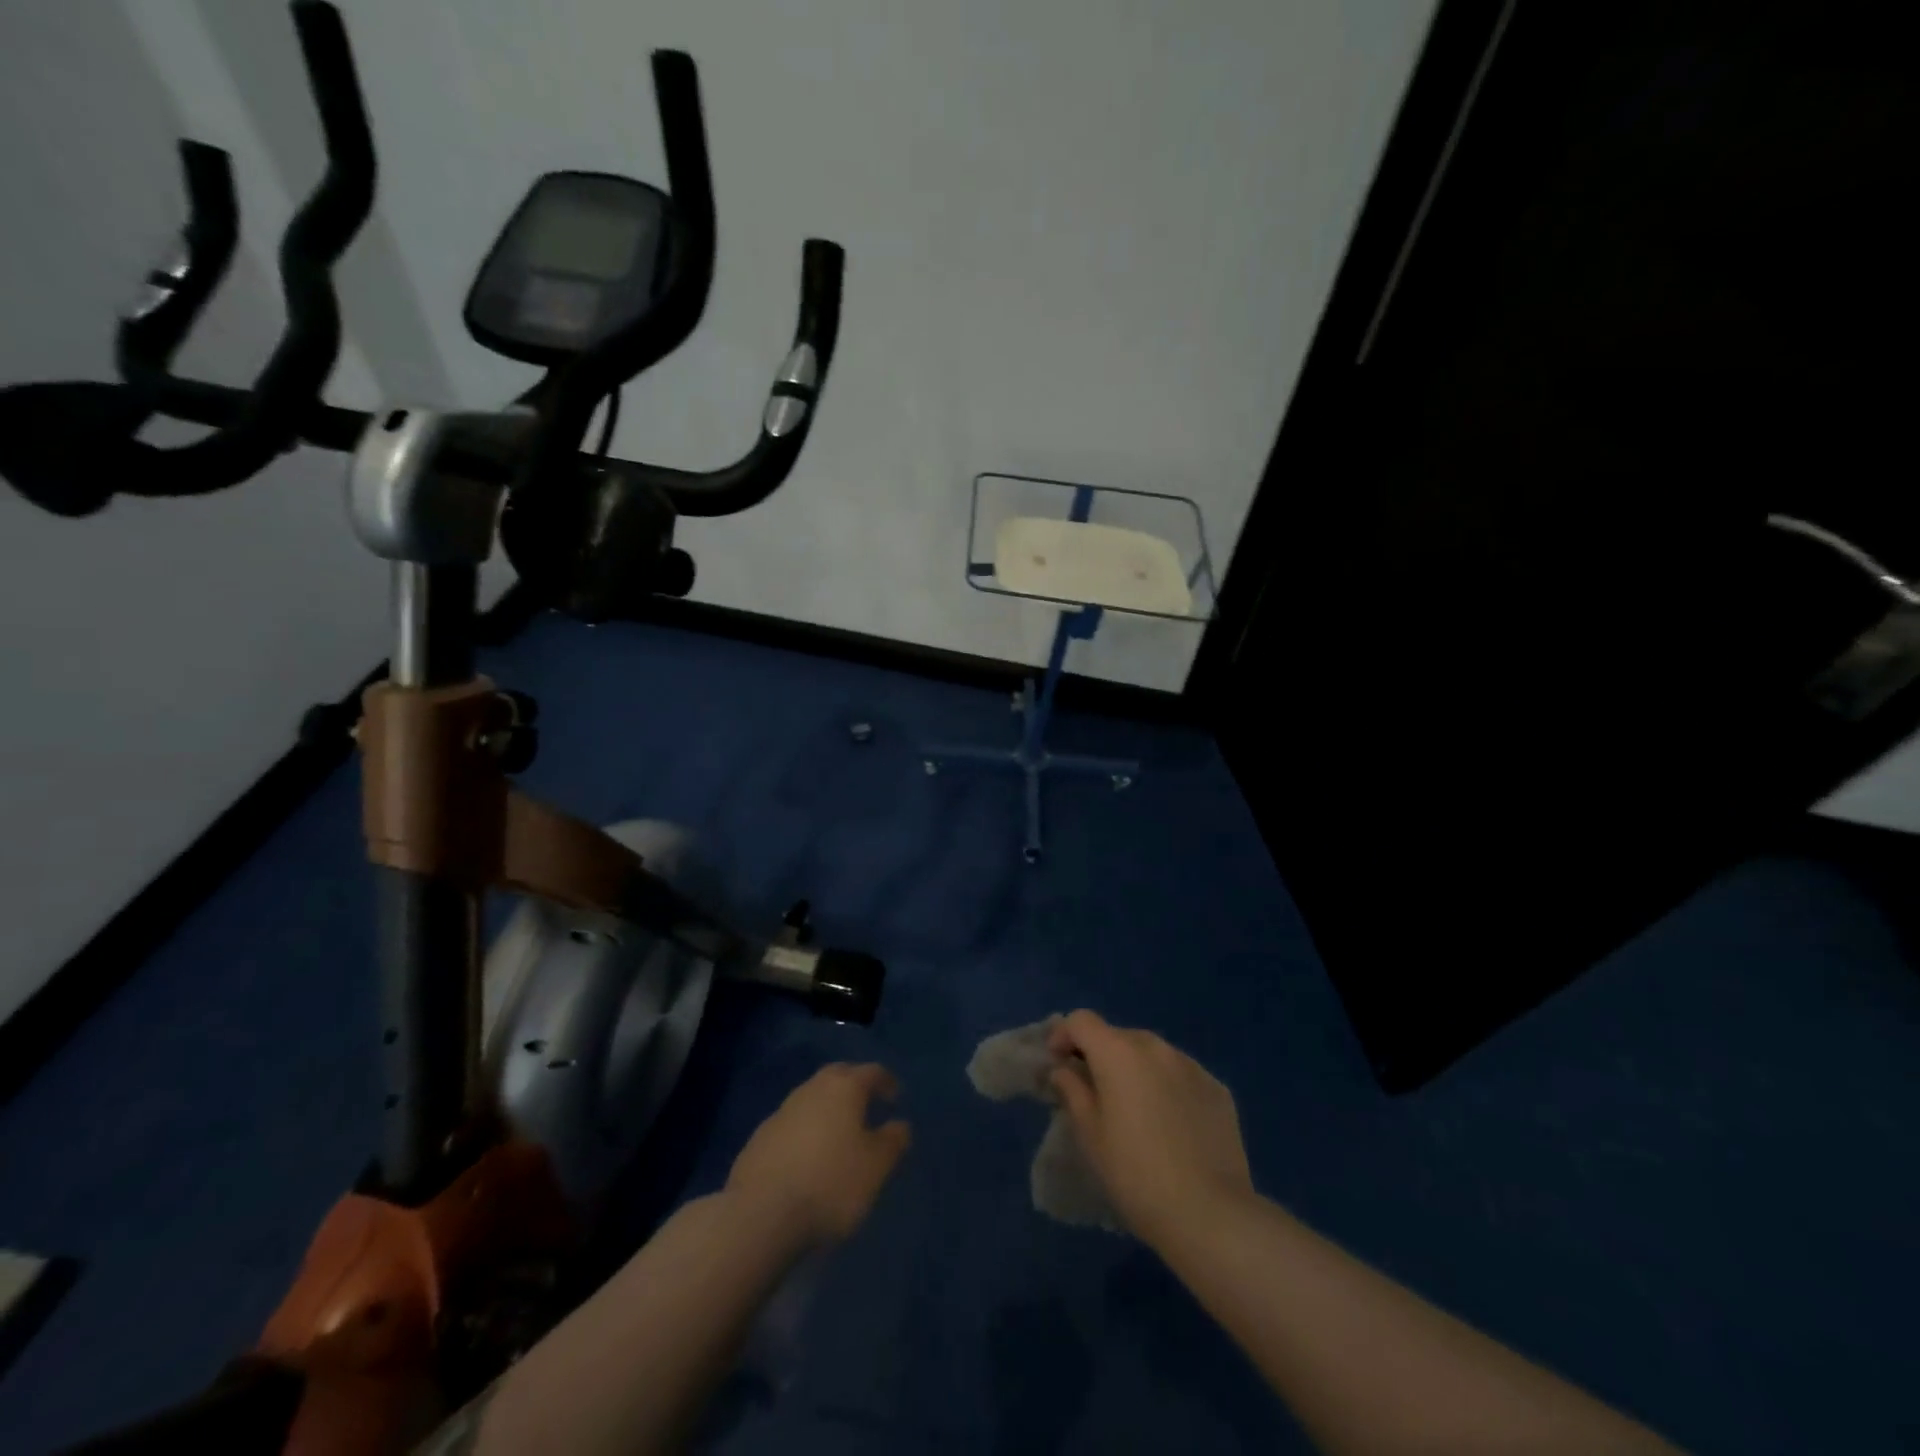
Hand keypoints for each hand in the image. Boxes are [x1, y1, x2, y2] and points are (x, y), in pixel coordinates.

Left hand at [726, 1062, 911, 1248]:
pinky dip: (806, 1131)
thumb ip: (893, 1141)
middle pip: (838, 1077)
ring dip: (827, 1108)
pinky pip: (792, 1124)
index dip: (886, 1082)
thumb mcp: (876, 1167)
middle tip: (867, 1104)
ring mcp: (781, 1112)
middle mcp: (811, 1089)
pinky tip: (808, 1156)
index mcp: (843, 1087)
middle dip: (854, 1085)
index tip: (895, 1096)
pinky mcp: (759, 1138)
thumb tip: (899, 1125)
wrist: (760, 1215)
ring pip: (812, 1098)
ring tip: (839, 1132)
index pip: (871, 1072)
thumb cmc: (830, 1184)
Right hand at [1048, 1011, 1254, 1248]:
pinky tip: (1171, 1126)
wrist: (1210, 1214)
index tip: (1057, 1064)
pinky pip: (1181, 1076)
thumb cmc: (1135, 1173)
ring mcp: (1192, 1066)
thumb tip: (1064, 1070)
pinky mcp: (1218, 1089)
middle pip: (1118, 1036)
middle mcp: (1156, 1047)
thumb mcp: (1090, 1135)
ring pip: (1152, 1055)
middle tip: (1094, 1093)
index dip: (1063, 1036)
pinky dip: (1167, 1087)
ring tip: (1136, 1110)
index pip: (1081, 1020)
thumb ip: (1072, 1091)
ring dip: (1136, 1070)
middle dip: (1100, 1055)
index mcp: (1119, 1052)